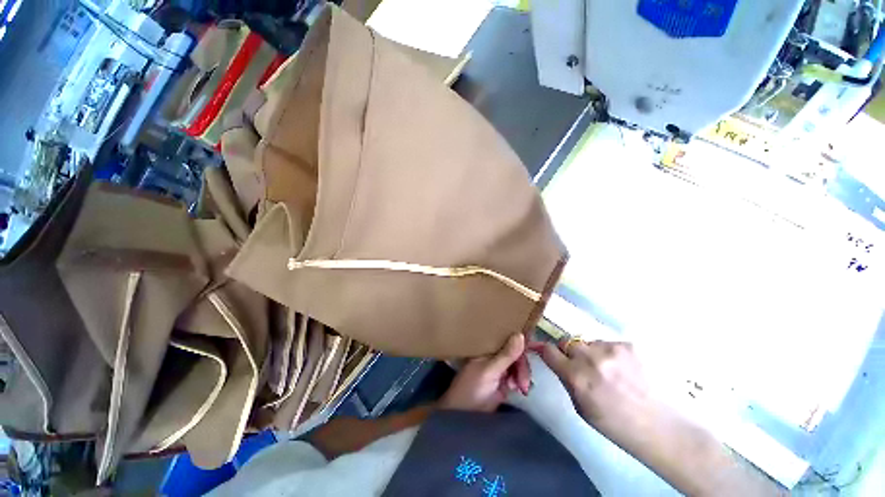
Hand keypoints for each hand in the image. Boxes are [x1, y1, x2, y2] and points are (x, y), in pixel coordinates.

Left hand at [439, 334, 530, 412]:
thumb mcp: (489, 370)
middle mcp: (494, 354)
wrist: (464, 416)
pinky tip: (519, 390)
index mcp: (487, 347)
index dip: (521, 341)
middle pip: (516, 352)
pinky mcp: (504, 382)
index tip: (536, 347)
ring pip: (519, 365)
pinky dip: (521, 383)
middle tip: (523, 382)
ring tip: (519, 388)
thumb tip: (521, 334)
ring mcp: (499, 368)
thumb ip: (506, 355)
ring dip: (522, 375)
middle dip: (522, 365)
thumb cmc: (471, 388)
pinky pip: (518, 377)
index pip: (507, 337)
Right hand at [533, 339, 652, 428]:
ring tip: (609, 371)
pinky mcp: (629, 345)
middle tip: (582, 366)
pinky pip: (609, 344)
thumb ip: (566, 380)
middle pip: (567, 342)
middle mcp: (590, 358)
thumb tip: (556, 362)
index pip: (548, 349)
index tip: (548, 353)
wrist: (661, 426)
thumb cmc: (616, 425)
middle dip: (570, 352)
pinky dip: (611, 354)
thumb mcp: (581, 408)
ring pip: (589, 342)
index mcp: (575, 376)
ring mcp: (611, 349)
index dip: (546, 350)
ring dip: (592, 353)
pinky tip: (625, 369)